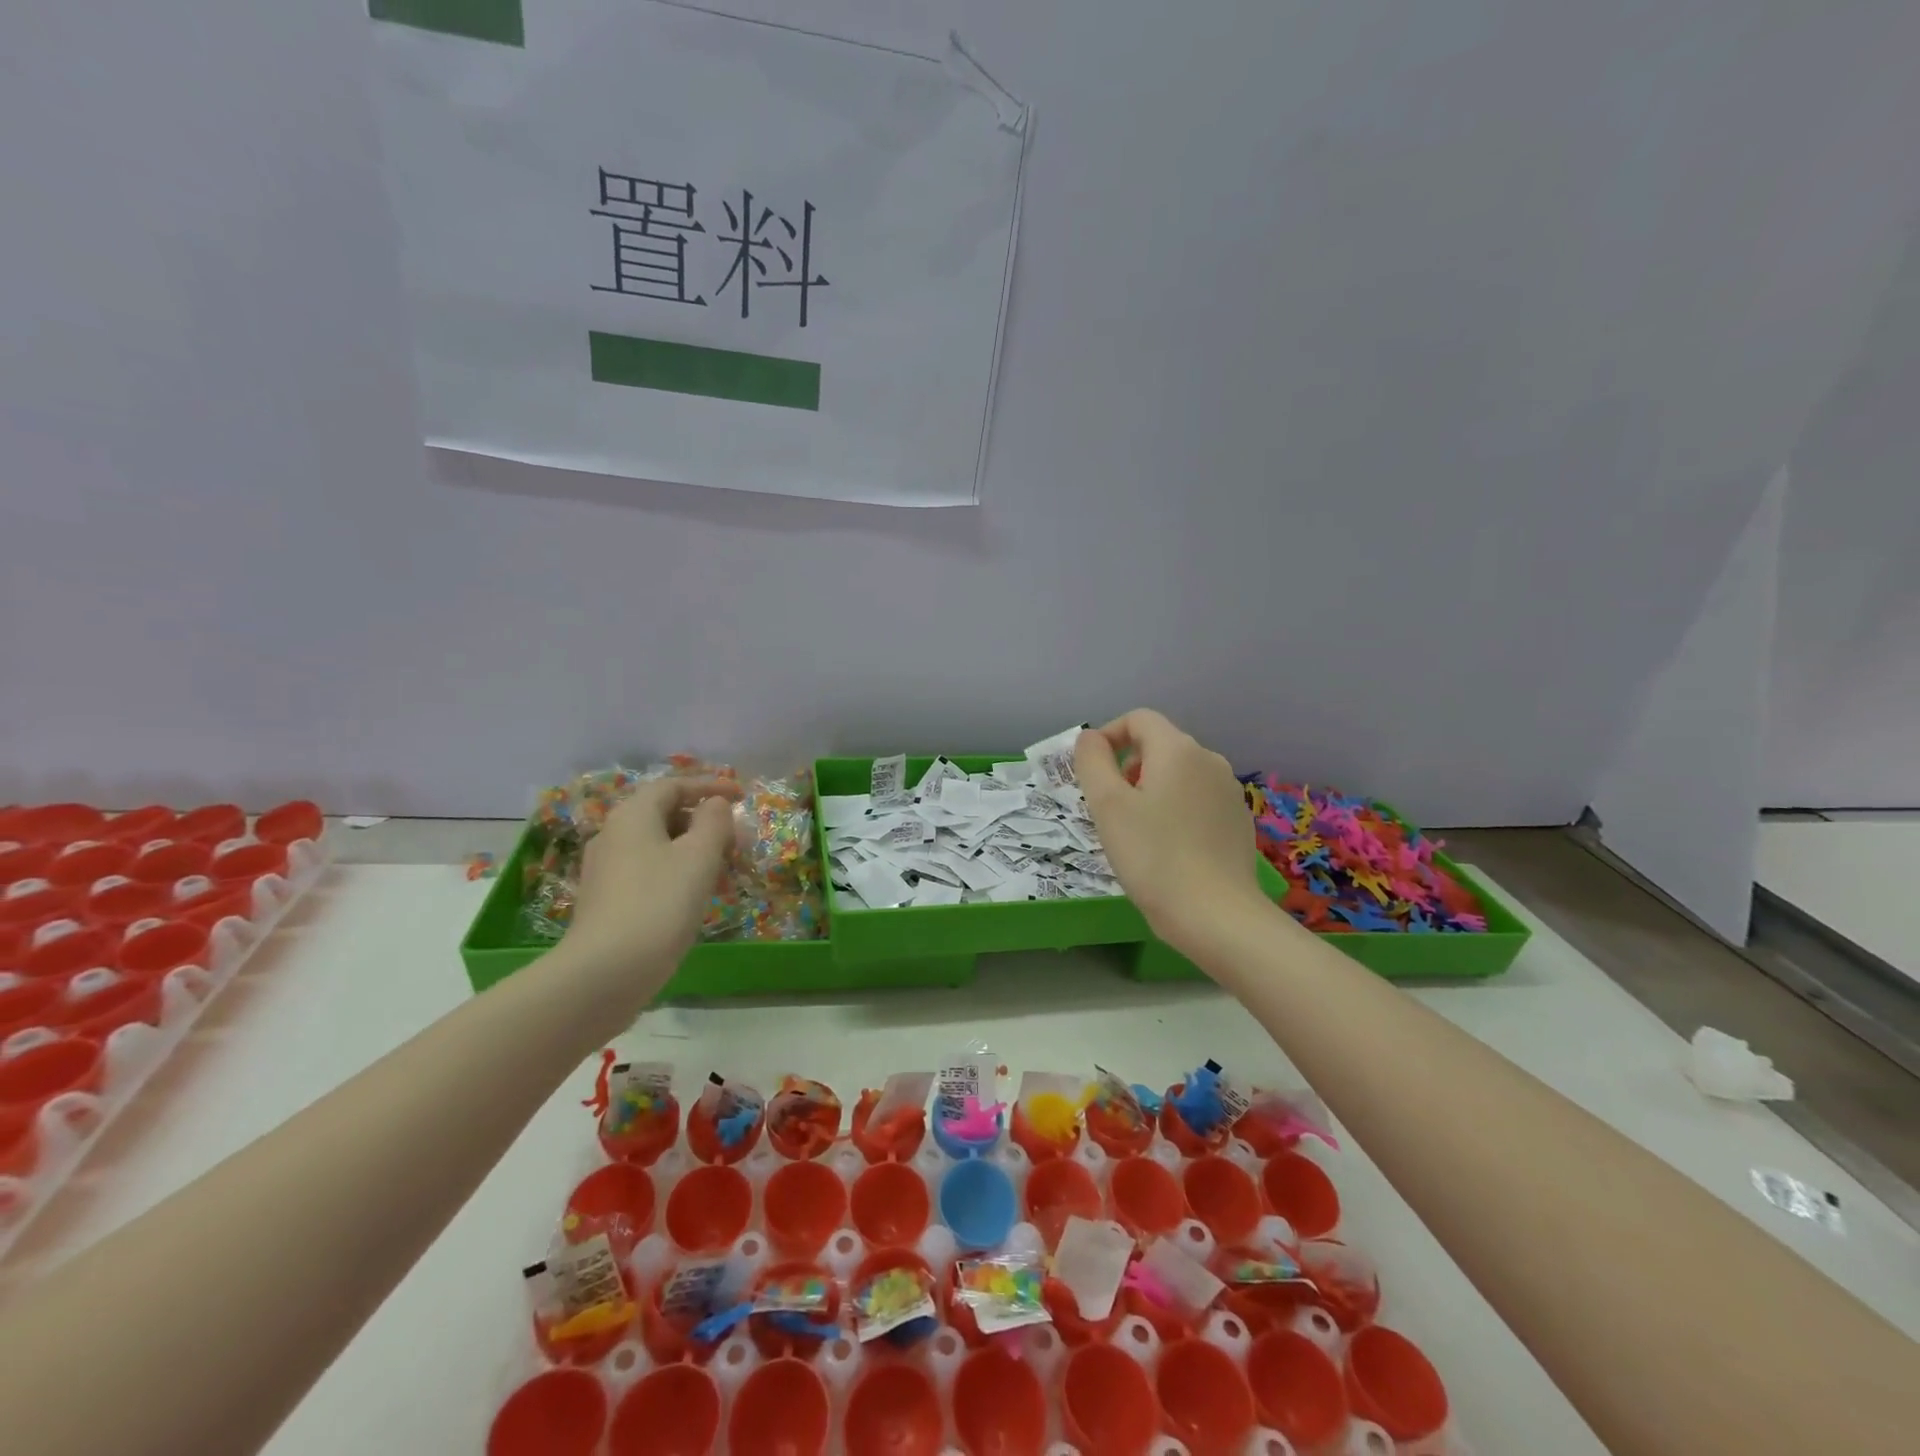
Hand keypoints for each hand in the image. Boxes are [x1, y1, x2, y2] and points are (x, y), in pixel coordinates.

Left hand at [560, 777, 741, 996]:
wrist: (606, 972)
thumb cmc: (660, 903)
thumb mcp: (700, 856)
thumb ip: (714, 822)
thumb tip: (714, 805)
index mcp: (633, 815)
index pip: (673, 786)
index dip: (710, 786)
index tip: (742, 796)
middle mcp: (613, 835)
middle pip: (663, 813)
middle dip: (702, 820)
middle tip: (735, 837)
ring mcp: (605, 870)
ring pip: (656, 844)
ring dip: (691, 847)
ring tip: (721, 866)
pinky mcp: (606, 901)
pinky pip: (647, 870)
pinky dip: (675, 870)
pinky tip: (693, 894)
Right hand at [1075, 710, 1265, 957]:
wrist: (1216, 916)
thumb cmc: (1153, 857)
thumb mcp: (1107, 806)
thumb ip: (1092, 761)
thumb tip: (1091, 737)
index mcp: (1179, 750)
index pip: (1138, 719)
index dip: (1108, 736)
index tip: (1090, 773)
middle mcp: (1210, 761)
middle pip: (1159, 746)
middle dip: (1127, 768)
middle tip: (1108, 810)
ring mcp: (1229, 792)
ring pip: (1178, 775)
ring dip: (1149, 790)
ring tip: (1134, 832)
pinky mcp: (1237, 822)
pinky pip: (1196, 801)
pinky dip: (1174, 810)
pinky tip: (1166, 849)